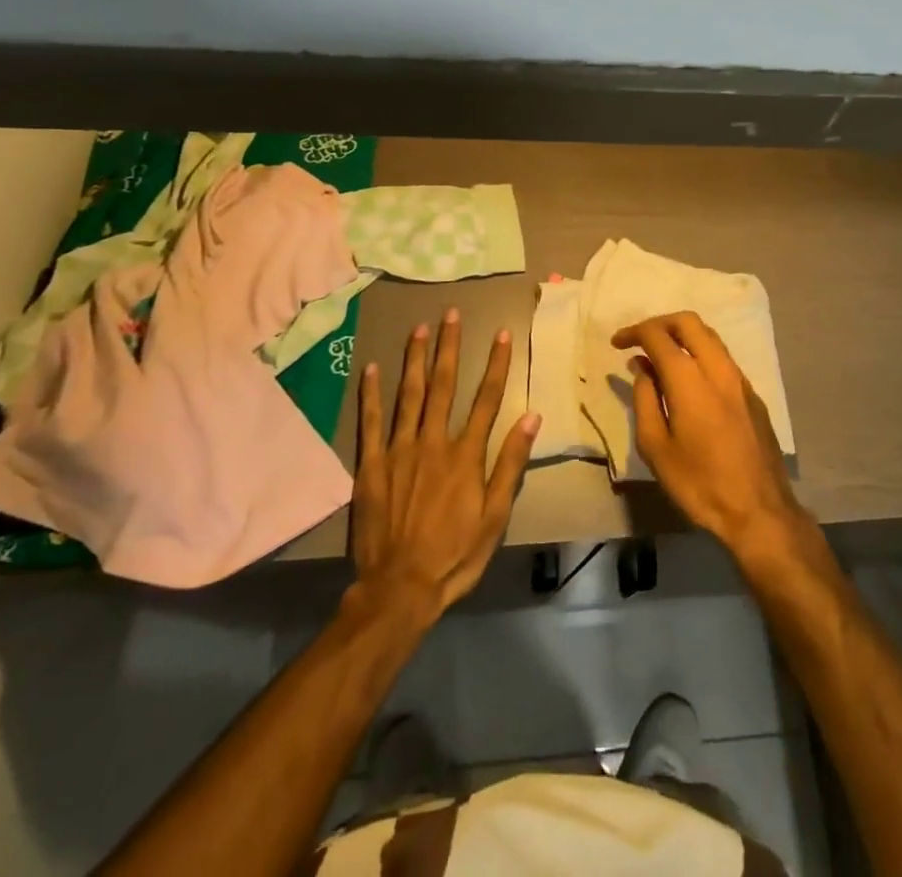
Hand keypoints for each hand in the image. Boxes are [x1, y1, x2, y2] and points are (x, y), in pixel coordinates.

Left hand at [349, 310, 540, 622]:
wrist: (399, 588)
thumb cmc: (455, 554)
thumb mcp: (495, 515)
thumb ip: (510, 463)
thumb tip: (531, 416)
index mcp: (465, 454)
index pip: (486, 398)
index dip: (496, 364)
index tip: (502, 334)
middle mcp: (433, 442)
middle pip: (444, 385)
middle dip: (449, 346)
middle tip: (451, 314)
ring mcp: (399, 450)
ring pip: (409, 394)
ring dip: (415, 359)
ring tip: (419, 328)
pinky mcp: (370, 465)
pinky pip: (371, 422)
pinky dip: (371, 394)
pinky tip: (371, 368)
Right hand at [613, 312, 810, 560]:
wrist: (759, 510)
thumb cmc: (699, 483)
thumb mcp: (656, 447)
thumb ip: (645, 400)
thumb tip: (643, 369)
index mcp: (689, 379)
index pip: (658, 336)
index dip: (634, 332)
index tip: (617, 343)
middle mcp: (717, 368)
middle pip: (688, 322)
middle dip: (660, 323)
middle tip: (639, 340)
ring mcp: (740, 379)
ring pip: (710, 336)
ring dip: (682, 336)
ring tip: (661, 357)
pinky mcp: (752, 394)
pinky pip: (722, 358)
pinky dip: (700, 354)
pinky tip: (689, 379)